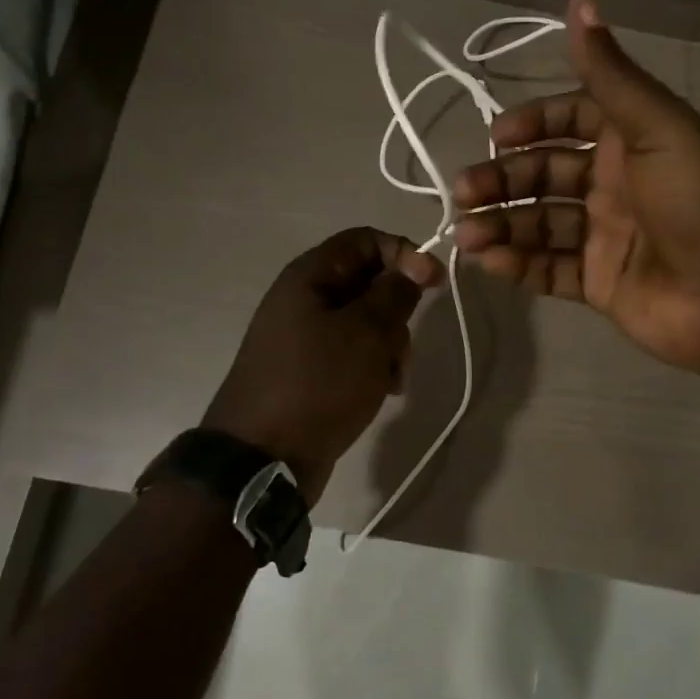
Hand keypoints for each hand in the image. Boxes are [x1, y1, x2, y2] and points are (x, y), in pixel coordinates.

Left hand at [202, 227, 442, 500]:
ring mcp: (306, 337)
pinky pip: (353, 353)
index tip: (435, 283)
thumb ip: (395, 293)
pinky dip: (373, 366)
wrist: (264, 458)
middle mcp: (305, 299)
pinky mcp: (312, 370)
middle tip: (403, 345)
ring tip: (392, 379)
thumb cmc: (318, 384)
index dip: (405, 253)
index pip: (366, 240)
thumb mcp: (367, 333)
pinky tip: (382, 391)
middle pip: (369, 282)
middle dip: (398, 311)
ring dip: (390, 345)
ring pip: (366, 322)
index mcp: (310, 276)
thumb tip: (415, 264)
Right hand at [452, 0, 699, 378]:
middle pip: (544, 175)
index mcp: (630, 142)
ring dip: (500, 225)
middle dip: (502, 180)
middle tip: (464, 191)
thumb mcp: (658, 127)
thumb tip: (578, 1)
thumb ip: (611, 74)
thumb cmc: (697, 201)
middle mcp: (612, 186)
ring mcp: (603, 237)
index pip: (570, 121)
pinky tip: (487, 260)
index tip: (498, 136)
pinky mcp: (597, 283)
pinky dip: (517, 265)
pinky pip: (548, 270)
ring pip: (539, 224)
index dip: (533, 123)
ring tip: (465, 233)